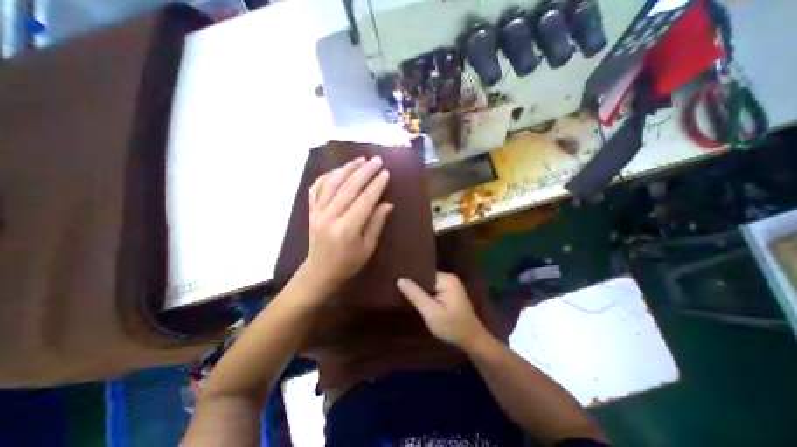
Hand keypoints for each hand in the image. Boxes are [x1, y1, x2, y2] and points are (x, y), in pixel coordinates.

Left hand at [301, 157, 392, 293]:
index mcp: (346, 229)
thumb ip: (376, 223)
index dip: (376, 185)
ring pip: (332, 183)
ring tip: (360, 159)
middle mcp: (330, 217)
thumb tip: (387, 203)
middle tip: (377, 160)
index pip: (364, 200)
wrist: (319, 271)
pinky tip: (338, 170)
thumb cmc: (348, 263)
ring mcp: (317, 212)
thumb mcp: (367, 248)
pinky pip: (317, 187)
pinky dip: (328, 175)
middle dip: (364, 171)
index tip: (386, 173)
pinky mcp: (311, 210)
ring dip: (347, 168)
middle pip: (348, 187)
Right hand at [395, 270, 489, 351]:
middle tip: (397, 288)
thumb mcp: (431, 313)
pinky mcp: (450, 293)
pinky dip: (426, 294)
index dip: (411, 277)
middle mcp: (449, 278)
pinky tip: (416, 298)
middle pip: (426, 277)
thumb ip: (416, 295)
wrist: (472, 341)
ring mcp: (450, 285)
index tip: (396, 279)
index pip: (424, 272)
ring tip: (403, 291)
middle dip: (414, 284)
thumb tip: (400, 279)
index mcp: (447, 279)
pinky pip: (433, 289)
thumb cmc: (452, 327)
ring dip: (419, 290)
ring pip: (429, 284)